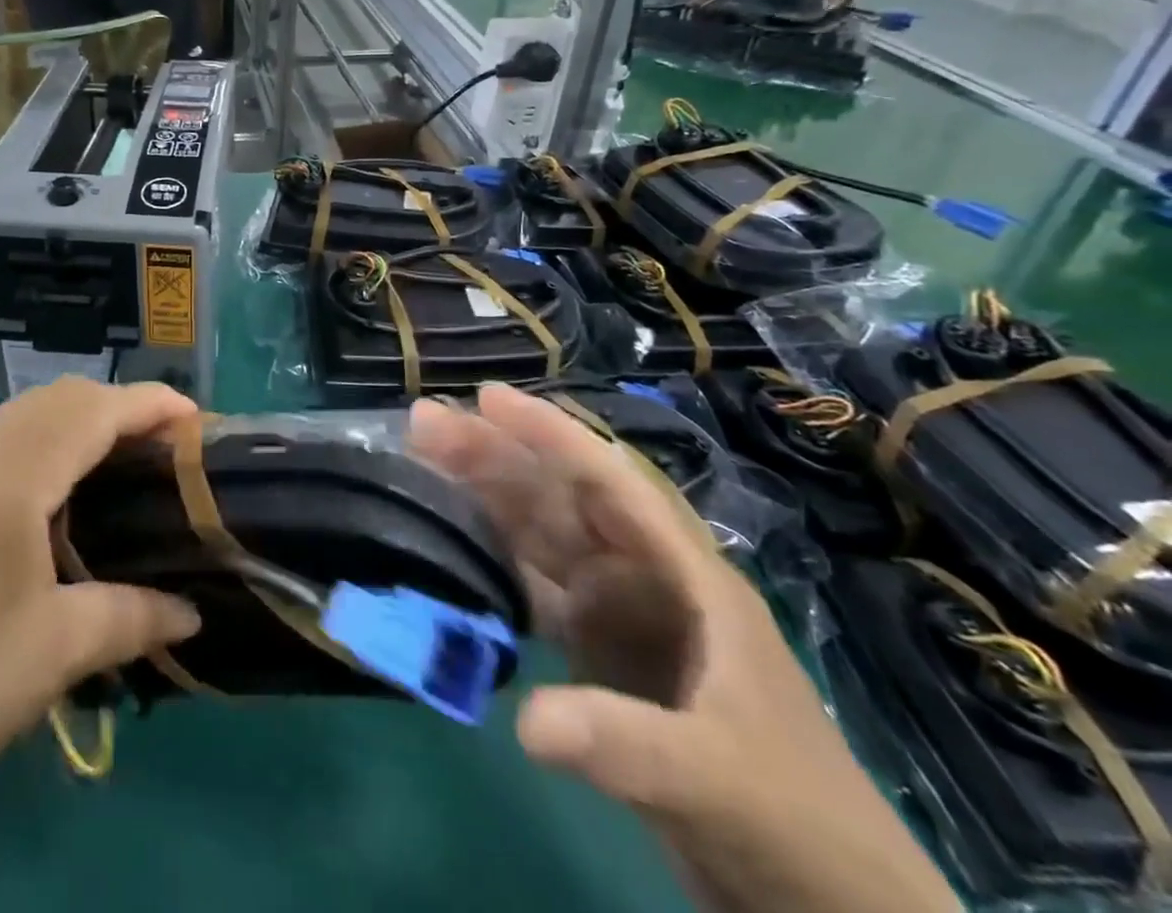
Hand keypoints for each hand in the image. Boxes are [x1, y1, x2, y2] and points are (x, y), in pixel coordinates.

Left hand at [0, 380, 201, 912]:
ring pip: (21, 419)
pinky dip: (38, 449)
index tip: (199, 422)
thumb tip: (190, 612)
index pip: (94, 408)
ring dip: (76, 428)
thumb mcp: (49, 656)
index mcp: (5, 473)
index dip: (152, 404)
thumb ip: (129, 617)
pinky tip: (50, 506)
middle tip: (167, 455)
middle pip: (58, 400)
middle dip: (119, 410)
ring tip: (118, 475)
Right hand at [411, 386, 955, 912]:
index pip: (610, 482)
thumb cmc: (801, 827)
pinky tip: (456, 554)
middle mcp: (649, 582)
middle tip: (425, 424)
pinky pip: (537, 596)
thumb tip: (525, 721)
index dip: (549, 434)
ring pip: (543, 541)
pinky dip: (497, 571)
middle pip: (561, 501)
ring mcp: (624, 622)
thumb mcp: (718, 779)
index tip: (486, 398)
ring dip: (487, 503)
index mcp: (688, 575)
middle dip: (496, 457)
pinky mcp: (604, 663)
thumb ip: (624, 742)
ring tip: (424, 468)